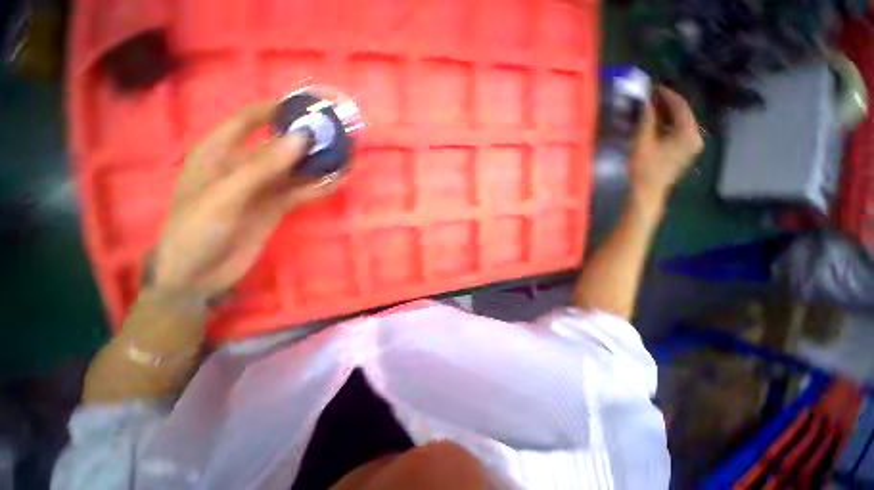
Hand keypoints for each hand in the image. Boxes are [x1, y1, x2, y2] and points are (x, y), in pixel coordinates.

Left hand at [150, 102, 340, 298]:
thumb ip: (263, 167)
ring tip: (345, 156)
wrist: (199, 275)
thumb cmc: (197, 230)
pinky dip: (320, 187)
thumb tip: (301, 138)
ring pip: (295, 170)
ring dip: (319, 163)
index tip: (307, 108)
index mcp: (219, 152)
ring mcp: (263, 188)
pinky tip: (338, 181)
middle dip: (307, 139)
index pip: (249, 120)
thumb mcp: (226, 196)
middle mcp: (243, 165)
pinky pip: (301, 192)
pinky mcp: (276, 207)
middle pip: (280, 145)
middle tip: (337, 134)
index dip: (276, 110)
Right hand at [628, 87, 703, 203]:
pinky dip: (668, 125)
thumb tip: (646, 101)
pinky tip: (656, 123)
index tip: (654, 87)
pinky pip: (680, 131)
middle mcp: (695, 137)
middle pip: (683, 114)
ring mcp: (692, 145)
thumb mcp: (642, 141)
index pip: (681, 106)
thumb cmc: (644, 168)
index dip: (667, 95)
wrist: (647, 191)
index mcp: (688, 133)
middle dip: (667, 104)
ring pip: (681, 122)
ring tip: (651, 109)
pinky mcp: (686, 151)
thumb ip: (646, 119)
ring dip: (667, 114)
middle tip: (650, 97)